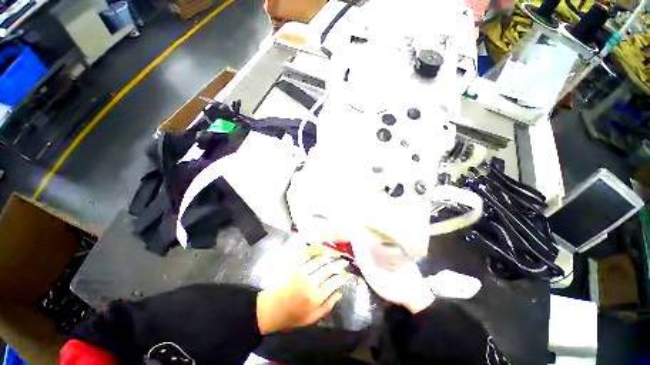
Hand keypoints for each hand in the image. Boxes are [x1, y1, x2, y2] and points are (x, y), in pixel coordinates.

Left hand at [256, 254, 349, 333]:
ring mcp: (302, 272)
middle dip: (338, 264)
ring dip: (329, 256)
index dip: (342, 277)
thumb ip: (327, 306)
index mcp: (316, 296)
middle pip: (329, 269)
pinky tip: (320, 251)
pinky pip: (307, 256)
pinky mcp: (294, 266)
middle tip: (344, 260)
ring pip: (319, 261)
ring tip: (334, 254)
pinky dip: (315, 253)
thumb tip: (340, 293)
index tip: (346, 273)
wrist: (271, 308)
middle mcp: (311, 282)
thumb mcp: (312, 318)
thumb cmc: (292, 315)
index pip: (334, 282)